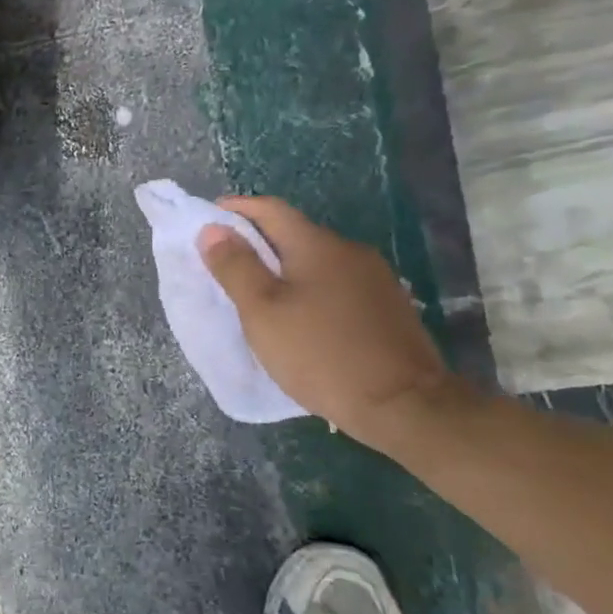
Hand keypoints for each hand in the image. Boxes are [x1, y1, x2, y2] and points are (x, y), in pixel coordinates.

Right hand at [200, 196, 456, 448]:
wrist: (404, 405)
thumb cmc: (320, 353)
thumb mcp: (262, 312)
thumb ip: (236, 267)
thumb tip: (212, 229)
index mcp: (317, 245)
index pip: (270, 209)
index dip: (236, 208)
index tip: (208, 219)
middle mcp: (349, 251)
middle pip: (295, 233)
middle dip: (258, 241)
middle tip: (226, 262)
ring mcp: (374, 278)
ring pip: (317, 260)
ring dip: (285, 267)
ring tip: (259, 292)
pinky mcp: (388, 307)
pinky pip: (336, 284)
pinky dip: (309, 288)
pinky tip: (300, 315)